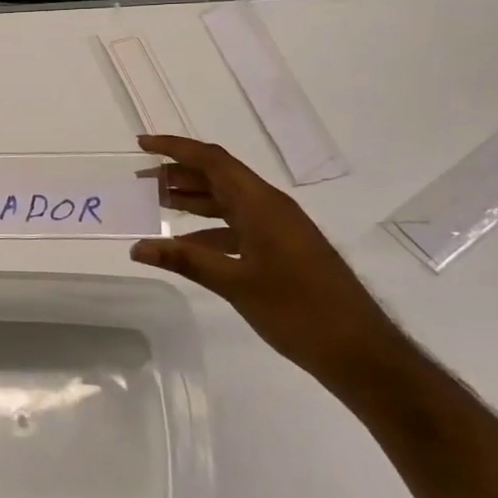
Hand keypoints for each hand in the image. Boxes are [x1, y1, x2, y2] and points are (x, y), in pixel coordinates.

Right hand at [131, 134, 401, 385]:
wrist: (360, 351)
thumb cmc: (299, 311)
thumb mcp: (236, 284)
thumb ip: (186, 260)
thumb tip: (137, 248)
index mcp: (261, 204)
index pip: (212, 161)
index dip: (175, 148)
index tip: (141, 145)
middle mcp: (269, 207)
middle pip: (217, 177)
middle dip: (177, 175)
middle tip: (139, 181)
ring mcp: (278, 228)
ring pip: (226, 202)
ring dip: (191, 201)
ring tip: (153, 205)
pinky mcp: (282, 249)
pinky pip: (237, 226)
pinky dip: (208, 229)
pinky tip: (186, 245)